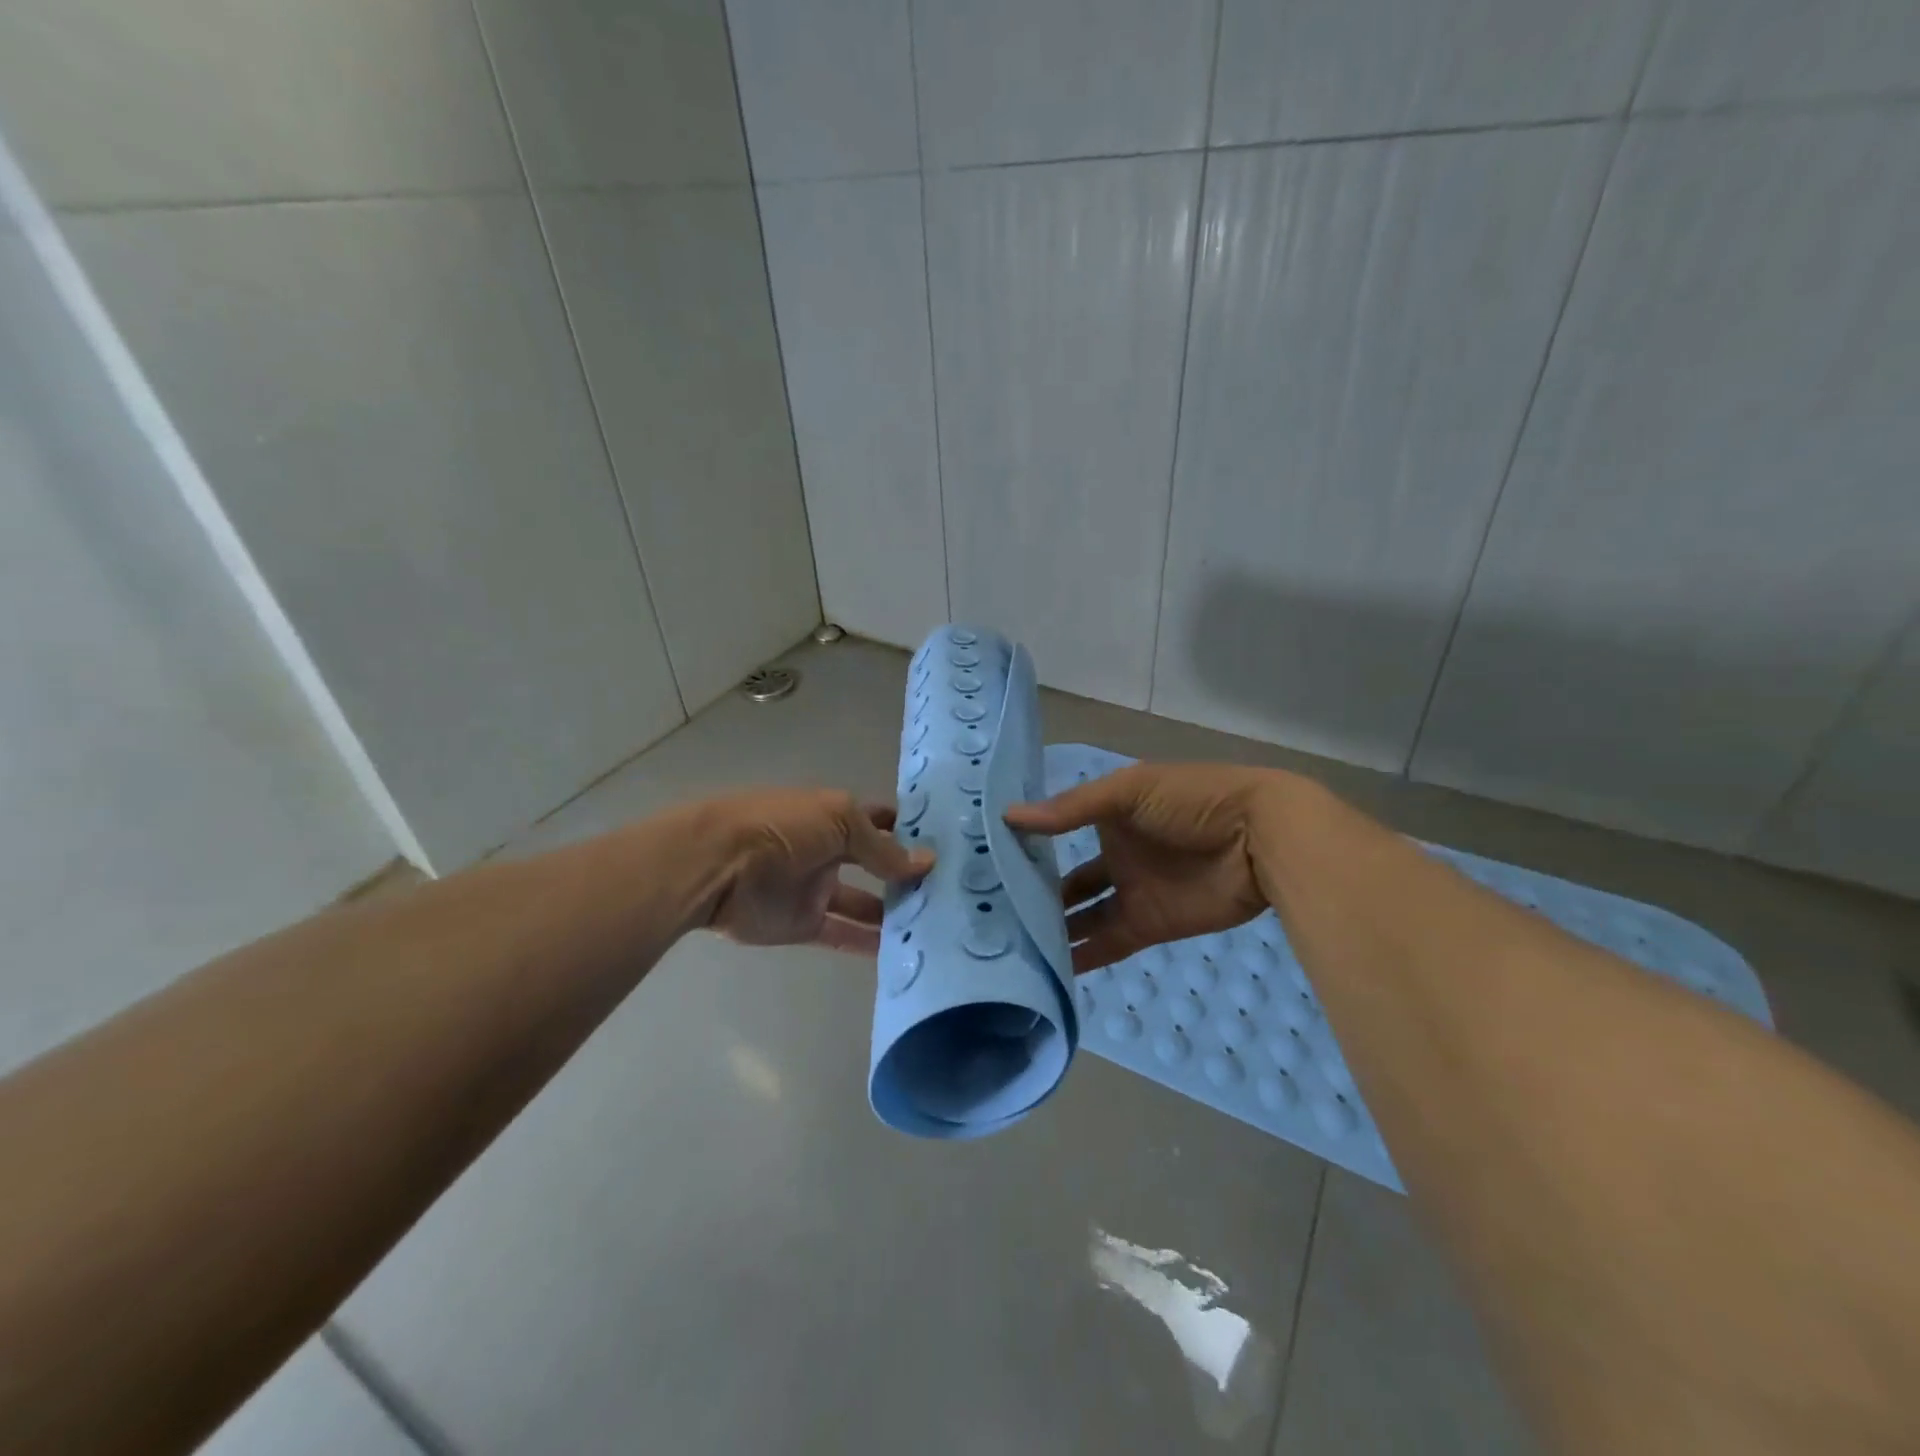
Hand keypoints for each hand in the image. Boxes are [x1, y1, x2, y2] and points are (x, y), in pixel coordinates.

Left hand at [702, 790, 933, 953]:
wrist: (716, 866)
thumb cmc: (781, 828)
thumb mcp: (840, 822)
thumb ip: (883, 848)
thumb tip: (927, 862)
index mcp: (836, 816)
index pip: (881, 821)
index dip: (910, 830)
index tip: (949, 845)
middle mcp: (829, 851)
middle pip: (875, 864)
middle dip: (906, 874)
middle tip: (952, 891)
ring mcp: (816, 889)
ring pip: (864, 903)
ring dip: (894, 912)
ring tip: (937, 925)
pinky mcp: (803, 924)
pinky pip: (843, 935)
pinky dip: (869, 944)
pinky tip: (904, 952)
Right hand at [1005, 763, 1287, 971]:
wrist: (1260, 840)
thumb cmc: (1191, 801)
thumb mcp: (1128, 792)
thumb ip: (1071, 809)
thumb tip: (1008, 817)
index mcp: (1109, 815)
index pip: (1057, 831)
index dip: (1027, 845)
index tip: (984, 861)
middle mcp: (1114, 854)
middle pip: (1066, 879)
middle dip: (1034, 893)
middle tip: (988, 912)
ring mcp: (1132, 892)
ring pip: (1082, 916)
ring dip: (1053, 928)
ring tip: (1008, 944)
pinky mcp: (1149, 925)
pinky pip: (1107, 943)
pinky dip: (1082, 957)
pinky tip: (1048, 967)